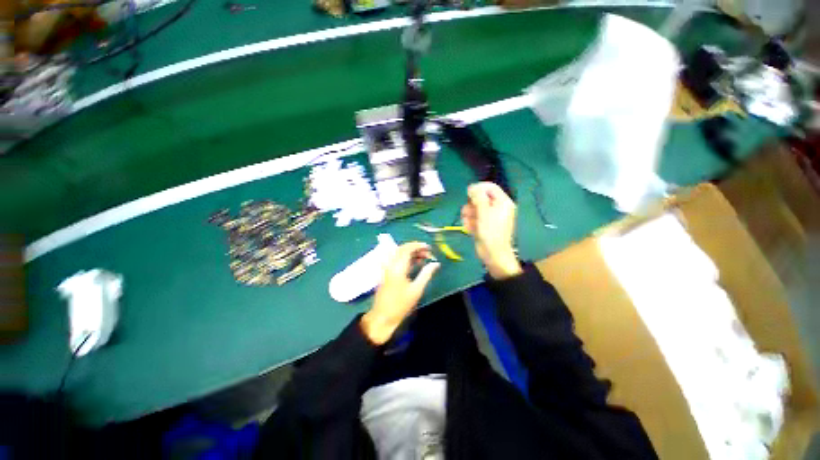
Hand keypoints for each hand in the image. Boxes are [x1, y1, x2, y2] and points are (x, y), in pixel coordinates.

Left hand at [361, 242, 439, 344]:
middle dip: (416, 248)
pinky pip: (397, 260)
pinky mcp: (387, 273)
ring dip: (411, 253)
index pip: (407, 249)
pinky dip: (406, 259)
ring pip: (399, 254)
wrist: (383, 316)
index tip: (429, 247)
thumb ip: (426, 274)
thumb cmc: (401, 305)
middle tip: (428, 253)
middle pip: (402, 249)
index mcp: (398, 267)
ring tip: (424, 258)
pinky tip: (415, 263)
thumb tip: (436, 263)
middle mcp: (391, 264)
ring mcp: (388, 268)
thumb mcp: (417, 290)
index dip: (418, 245)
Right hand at [461, 182, 522, 279]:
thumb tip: (472, 187)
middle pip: (480, 197)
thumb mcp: (484, 212)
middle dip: (471, 205)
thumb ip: (478, 197)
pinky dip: (469, 222)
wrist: (492, 254)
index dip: (478, 188)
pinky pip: (473, 218)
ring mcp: (489, 216)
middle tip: (469, 212)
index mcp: (502, 202)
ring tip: (468, 223)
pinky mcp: (482, 224)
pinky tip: (470, 229)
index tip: (468, 194)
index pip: (490, 187)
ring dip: (468, 215)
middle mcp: (496, 207)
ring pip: (474, 208)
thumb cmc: (491, 232)